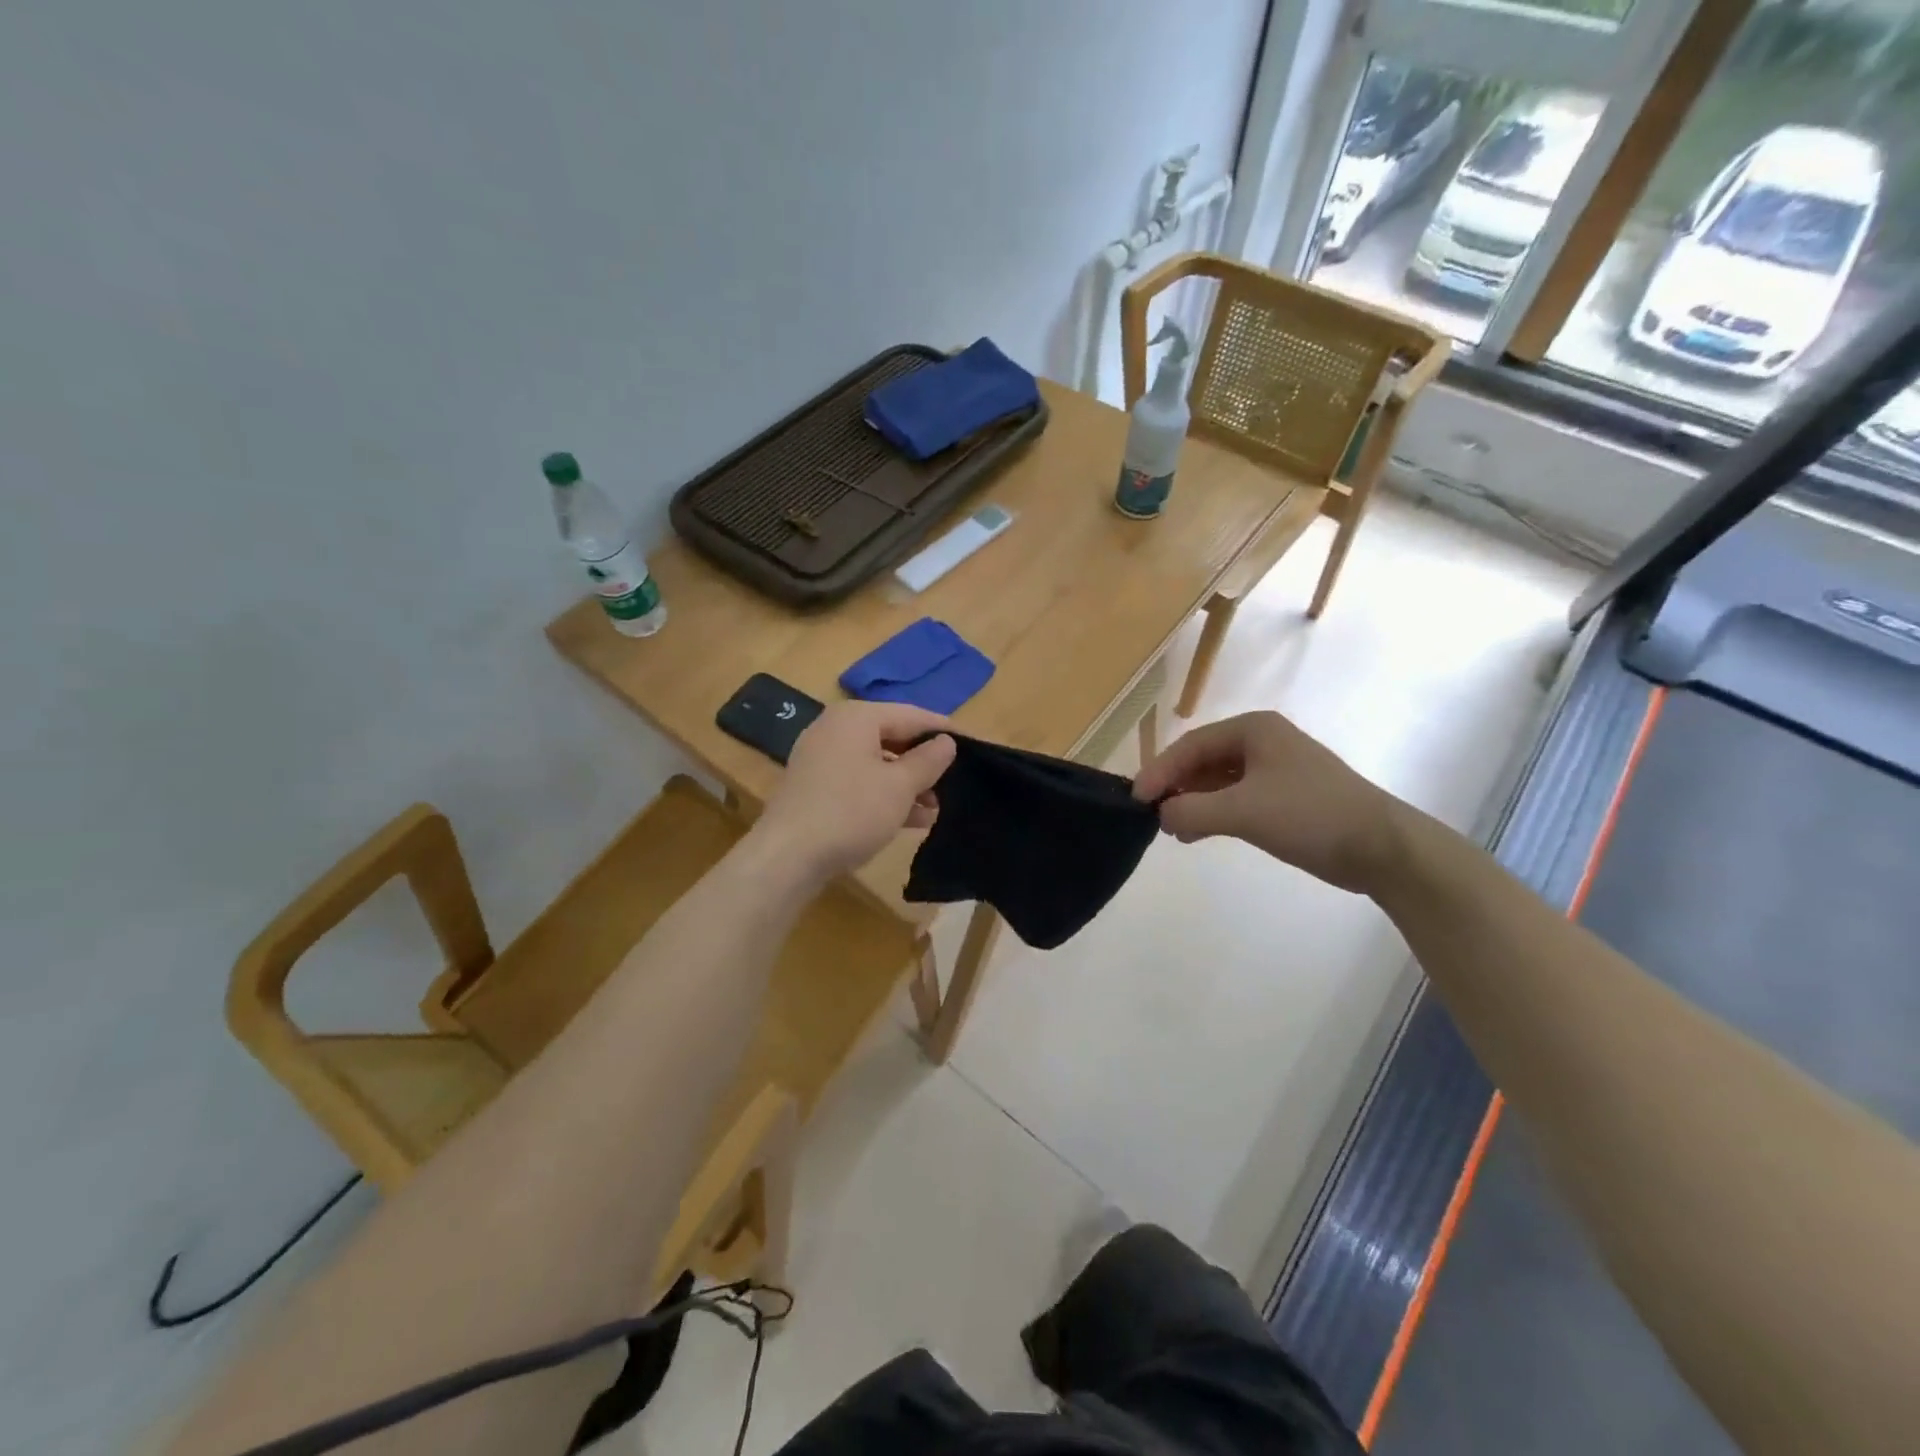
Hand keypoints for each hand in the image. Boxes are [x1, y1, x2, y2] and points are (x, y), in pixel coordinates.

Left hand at [753, 701, 956, 879]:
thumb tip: (946, 743)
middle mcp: (836, 729)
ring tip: (936, 809)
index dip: (943, 731)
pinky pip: (859, 781)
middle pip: (893, 737)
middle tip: (955, 782)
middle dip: (924, 763)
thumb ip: (928, 761)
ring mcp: (822, 758)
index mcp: (857, 717)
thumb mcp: (899, 786)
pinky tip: (911, 820)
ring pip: (876, 763)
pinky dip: (884, 795)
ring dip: (907, 784)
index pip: (912, 715)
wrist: (787, 856)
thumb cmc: (851, 811)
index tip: (974, 746)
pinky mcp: (816, 787)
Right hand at [1133, 711, 1407, 894]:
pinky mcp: (1284, 796)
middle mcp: (1261, 741)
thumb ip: (1192, 811)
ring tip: (1172, 829)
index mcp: (1253, 729)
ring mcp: (1274, 769)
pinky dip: (1213, 812)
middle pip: (1201, 760)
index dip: (1159, 771)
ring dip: (1192, 801)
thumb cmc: (1310, 815)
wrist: (1381, 847)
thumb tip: (1160, 816)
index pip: (1190, 746)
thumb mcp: (1243, 812)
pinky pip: (1235, 797)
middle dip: (1175, 786)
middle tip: (1151, 815)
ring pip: (1217, 780)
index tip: (1136, 799)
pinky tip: (1198, 833)